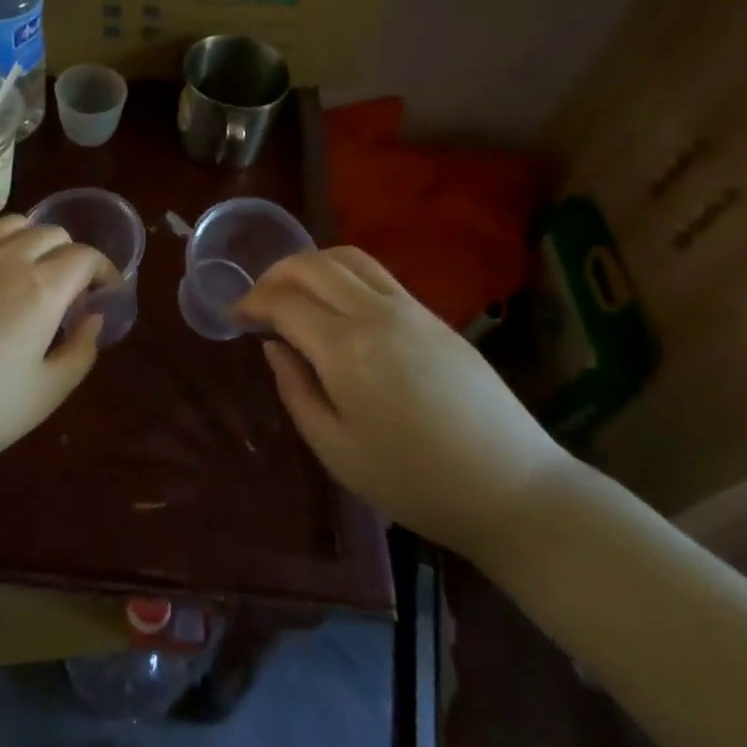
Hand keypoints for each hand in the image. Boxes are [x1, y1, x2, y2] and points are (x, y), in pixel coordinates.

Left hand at [0, 215, 108, 490]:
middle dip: (72, 254)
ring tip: (35, 275)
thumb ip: (80, 352)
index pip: (83, 256)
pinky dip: (3, 248)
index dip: (103, 270)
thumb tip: (92, 319)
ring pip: (14, 225)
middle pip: (51, 233)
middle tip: (72, 292)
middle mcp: (6, 261)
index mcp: (40, 289)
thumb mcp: (45, 394)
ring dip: (36, 240)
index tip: (106, 292)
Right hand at [236, 246, 569, 562]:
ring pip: (346, 257)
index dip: (251, 303)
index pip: (284, 302)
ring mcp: (409, 308)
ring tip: (293, 292)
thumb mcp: (337, 451)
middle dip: (274, 274)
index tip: (234, 317)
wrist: (512, 489)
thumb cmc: (415, 482)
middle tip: (257, 301)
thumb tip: (275, 347)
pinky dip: (342, 273)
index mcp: (346, 349)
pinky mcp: (433, 315)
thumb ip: (296, 391)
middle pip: (312, 265)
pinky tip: (337, 304)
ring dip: (309, 264)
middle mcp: (375, 313)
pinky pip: (376, 273)